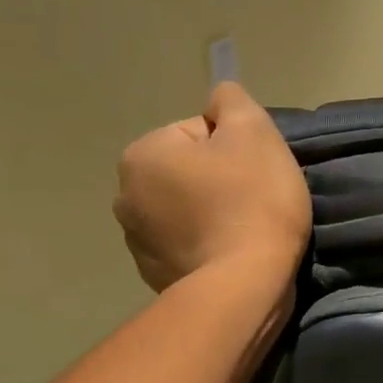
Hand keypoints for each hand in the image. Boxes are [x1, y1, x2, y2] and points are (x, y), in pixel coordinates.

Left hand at [114, 82, 311, 292]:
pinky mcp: (154, 276)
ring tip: (244, 231)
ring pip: (185, 209)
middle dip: (219, 180)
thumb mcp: (254, 132)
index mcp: (143, 154)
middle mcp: (125, 195)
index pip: (199, 133)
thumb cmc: (252, 200)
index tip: (256, 174)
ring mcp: (136, 241)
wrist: (246, 284)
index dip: (237, 149)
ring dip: (211, 213)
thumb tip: (219, 99)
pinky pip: (185, 245)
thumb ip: (232, 100)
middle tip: (254, 201)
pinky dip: (206, 246)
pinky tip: (230, 255)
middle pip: (188, 171)